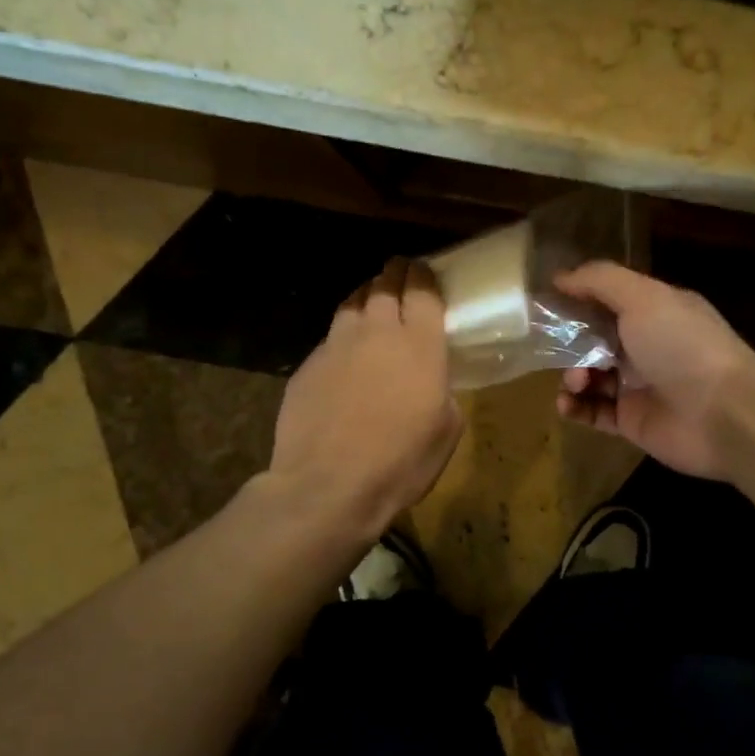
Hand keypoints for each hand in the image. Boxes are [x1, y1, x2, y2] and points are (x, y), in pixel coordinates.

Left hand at [271, 258, 463, 539]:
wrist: (328, 485)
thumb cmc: (400, 462)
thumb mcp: (446, 430)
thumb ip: (443, 391)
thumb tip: (432, 382)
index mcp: (420, 346)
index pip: (422, 291)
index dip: (424, 276)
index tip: (424, 270)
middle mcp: (377, 333)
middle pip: (384, 286)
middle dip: (394, 274)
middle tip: (398, 272)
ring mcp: (337, 346)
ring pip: (351, 303)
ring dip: (365, 296)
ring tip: (370, 299)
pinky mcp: (308, 365)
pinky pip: (330, 337)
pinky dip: (342, 335)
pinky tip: (344, 351)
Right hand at [554, 262, 754, 480]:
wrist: (723, 413)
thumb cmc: (682, 345)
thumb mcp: (643, 297)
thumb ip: (600, 281)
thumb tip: (560, 276)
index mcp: (654, 311)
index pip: (608, 299)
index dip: (577, 299)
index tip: (544, 301)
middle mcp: (647, 346)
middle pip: (595, 339)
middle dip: (569, 342)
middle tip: (553, 348)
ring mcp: (639, 385)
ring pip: (591, 376)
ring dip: (572, 375)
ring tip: (576, 381)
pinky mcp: (632, 421)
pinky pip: (594, 412)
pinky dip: (575, 407)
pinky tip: (566, 404)